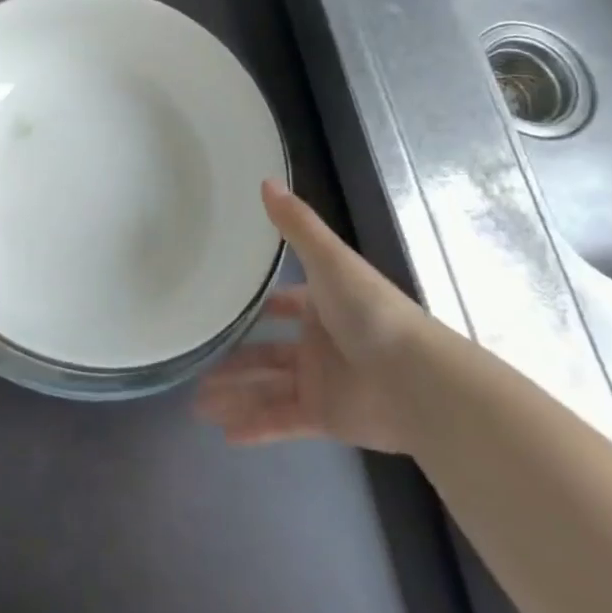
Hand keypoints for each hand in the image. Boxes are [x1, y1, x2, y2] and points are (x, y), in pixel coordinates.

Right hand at [197, 181, 432, 452]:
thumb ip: (296, 225)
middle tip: (194, 366)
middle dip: (233, 360)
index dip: (262, 305)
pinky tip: (224, 433)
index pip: (286, 304)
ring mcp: (320, 382)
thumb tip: (265, 179)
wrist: (417, 380)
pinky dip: (255, 428)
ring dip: (234, 394)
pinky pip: (281, 421)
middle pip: (266, 352)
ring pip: (266, 388)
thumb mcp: (329, 260)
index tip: (228, 307)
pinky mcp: (324, 418)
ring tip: (196, 405)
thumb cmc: (371, 313)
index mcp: (322, 306)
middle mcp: (319, 344)